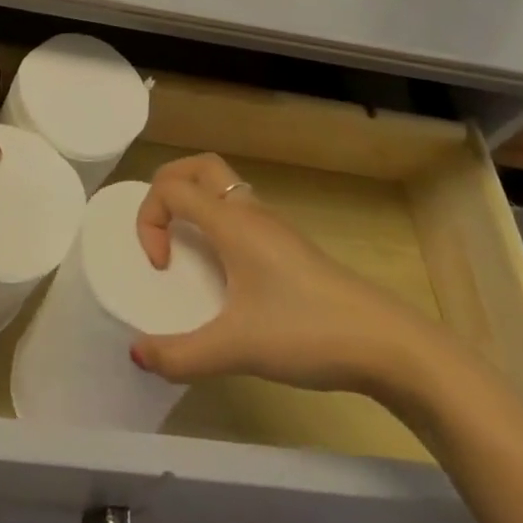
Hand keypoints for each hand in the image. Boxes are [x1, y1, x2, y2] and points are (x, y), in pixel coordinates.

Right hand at [130, 153, 453, 396]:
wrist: (386, 344)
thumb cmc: (306, 332)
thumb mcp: (237, 349)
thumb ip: (182, 355)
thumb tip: (137, 355)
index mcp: (232, 221)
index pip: (172, 188)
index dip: (149, 219)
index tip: (161, 267)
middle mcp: (250, 211)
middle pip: (198, 166)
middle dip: (167, 186)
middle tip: (160, 229)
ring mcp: (273, 226)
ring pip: (222, 187)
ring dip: (194, 203)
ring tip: (187, 249)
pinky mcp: (289, 246)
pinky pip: (240, 212)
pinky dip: (217, 222)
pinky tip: (223, 270)